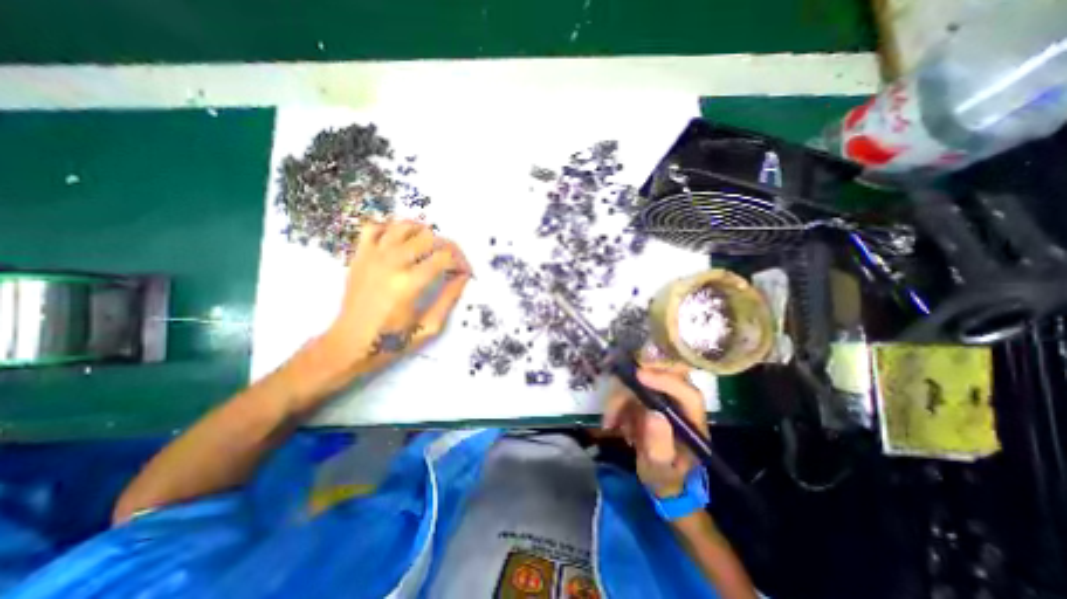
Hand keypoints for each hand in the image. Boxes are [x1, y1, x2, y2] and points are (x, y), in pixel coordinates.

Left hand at [314, 217, 466, 378]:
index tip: (465, 272)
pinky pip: (374, 227)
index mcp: (410, 284)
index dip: (461, 262)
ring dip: (422, 233)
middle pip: (428, 237)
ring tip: (430, 247)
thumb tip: (463, 277)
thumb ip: (449, 299)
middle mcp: (391, 263)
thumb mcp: (429, 327)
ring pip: (403, 226)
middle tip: (451, 262)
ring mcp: (372, 256)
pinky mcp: (359, 256)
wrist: (350, 344)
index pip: (444, 257)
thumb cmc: (392, 340)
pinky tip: (400, 241)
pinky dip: (390, 228)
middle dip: (447, 247)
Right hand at [598, 364, 705, 498]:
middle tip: (615, 395)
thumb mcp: (661, 469)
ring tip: (611, 422)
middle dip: (636, 381)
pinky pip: (630, 387)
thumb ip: (660, 446)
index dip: (665, 380)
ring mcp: (665, 396)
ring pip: (641, 380)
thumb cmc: (667, 477)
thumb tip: (653, 413)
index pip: (687, 393)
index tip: (639, 376)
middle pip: (665, 374)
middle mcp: (681, 402)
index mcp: (693, 421)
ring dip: (620, 397)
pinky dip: (617, 401)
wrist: (663, 478)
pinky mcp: (650, 395)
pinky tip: (613, 422)